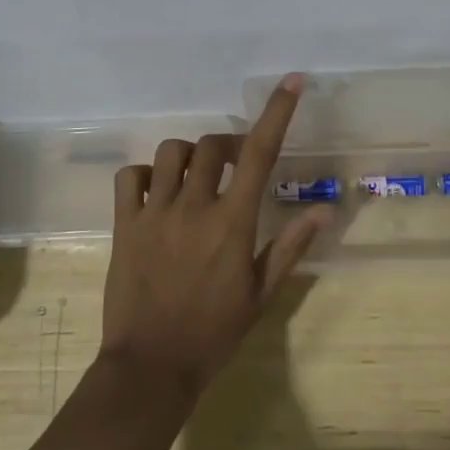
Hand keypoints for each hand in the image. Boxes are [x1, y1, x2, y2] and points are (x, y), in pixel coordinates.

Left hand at [100, 75, 327, 397]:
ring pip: (171, 153)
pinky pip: (130, 176)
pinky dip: (145, 175)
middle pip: (213, 145)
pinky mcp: (124, 225)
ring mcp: (155, 213)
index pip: (261, 154)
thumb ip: (290, 246)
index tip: (291, 81)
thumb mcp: (261, 294)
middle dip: (228, 146)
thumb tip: (325, 209)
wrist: (151, 368)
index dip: (277, 112)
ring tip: (194, 178)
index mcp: (233, 223)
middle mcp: (194, 207)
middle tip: (235, 164)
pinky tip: (156, 193)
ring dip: (188, 156)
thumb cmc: (214, 333)